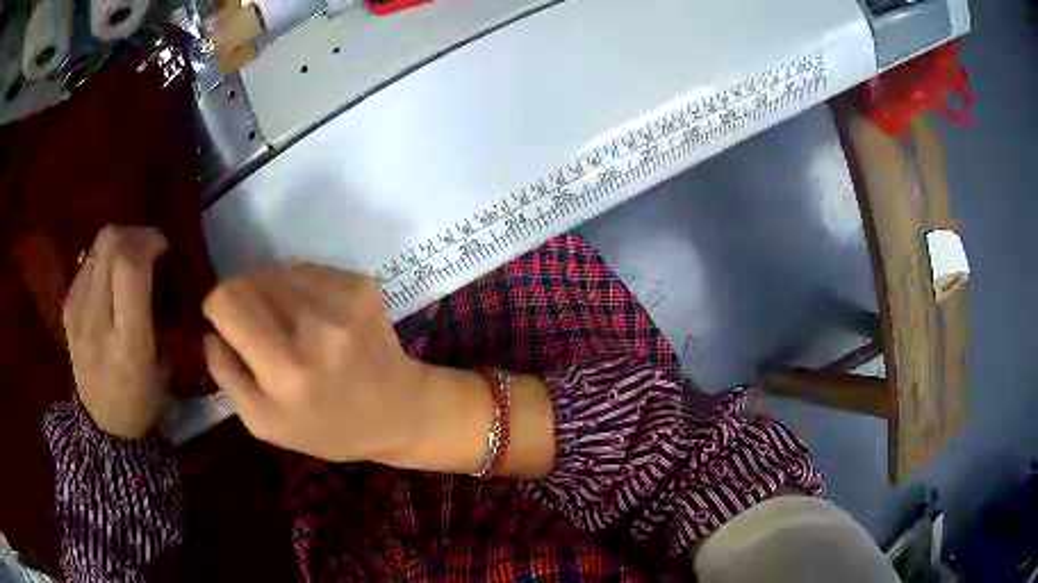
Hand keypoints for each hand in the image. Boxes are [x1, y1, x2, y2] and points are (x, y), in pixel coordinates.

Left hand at [64, 226, 169, 438]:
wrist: (103, 424)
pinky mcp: (67, 308)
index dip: (149, 241)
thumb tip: (163, 267)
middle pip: (109, 243)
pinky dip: (104, 260)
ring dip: (119, 244)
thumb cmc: (142, 400)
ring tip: (130, 262)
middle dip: (134, 234)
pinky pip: (88, 263)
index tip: (164, 249)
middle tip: (149, 249)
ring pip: (97, 246)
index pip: (130, 265)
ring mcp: (76, 313)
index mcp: (127, 342)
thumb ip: (162, 312)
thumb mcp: (164, 365)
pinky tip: (111, 280)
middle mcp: (96, 322)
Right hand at [202, 263, 425, 462]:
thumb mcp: (264, 423)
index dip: (217, 307)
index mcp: (286, 368)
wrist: (399, 410)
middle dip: (240, 298)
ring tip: (286, 325)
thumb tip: (207, 330)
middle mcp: (314, 324)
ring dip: (269, 291)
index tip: (224, 325)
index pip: (227, 300)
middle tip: (254, 328)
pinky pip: (305, 269)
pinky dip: (297, 288)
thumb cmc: (328, 428)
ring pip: (275, 269)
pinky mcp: (360, 282)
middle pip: (248, 278)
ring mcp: (342, 298)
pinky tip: (312, 317)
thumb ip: (225, 374)